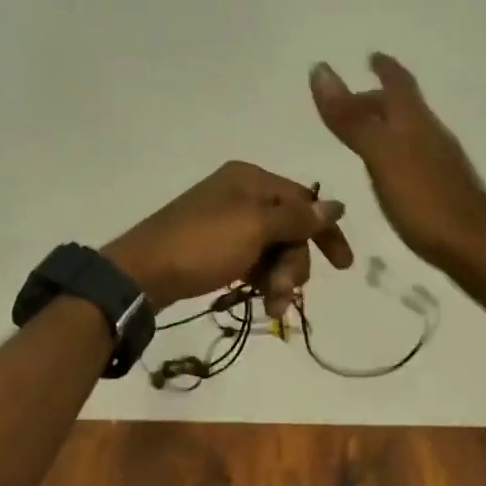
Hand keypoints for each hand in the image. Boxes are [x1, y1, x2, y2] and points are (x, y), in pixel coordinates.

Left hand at [103, 162, 353, 317]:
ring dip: (278, 278)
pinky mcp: (213, 247)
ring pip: (271, 248)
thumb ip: (297, 218)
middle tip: (285, 292)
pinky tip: (259, 301)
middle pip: (289, 228)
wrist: (142, 272)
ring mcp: (224, 221)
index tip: (343, 266)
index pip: (303, 199)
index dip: (326, 231)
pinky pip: (250, 260)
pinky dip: (259, 280)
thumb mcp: (254, 228)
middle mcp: (239, 194)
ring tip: (271, 306)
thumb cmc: (202, 244)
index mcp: (250, 179)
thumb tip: (337, 205)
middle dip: (294, 263)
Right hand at [310, 54, 485, 272]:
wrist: (478, 252)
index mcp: (415, 123)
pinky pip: (412, 157)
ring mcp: (441, 165)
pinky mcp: (442, 191)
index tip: (372, 55)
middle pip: (403, 108)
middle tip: (347, 104)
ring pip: (409, 133)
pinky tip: (386, 172)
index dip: (385, 68)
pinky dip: (392, 151)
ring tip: (361, 133)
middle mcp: (431, 137)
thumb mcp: (381, 156)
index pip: (399, 85)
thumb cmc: (426, 201)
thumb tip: (320, 69)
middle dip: (377, 99)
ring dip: (384, 125)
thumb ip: (351, 119)